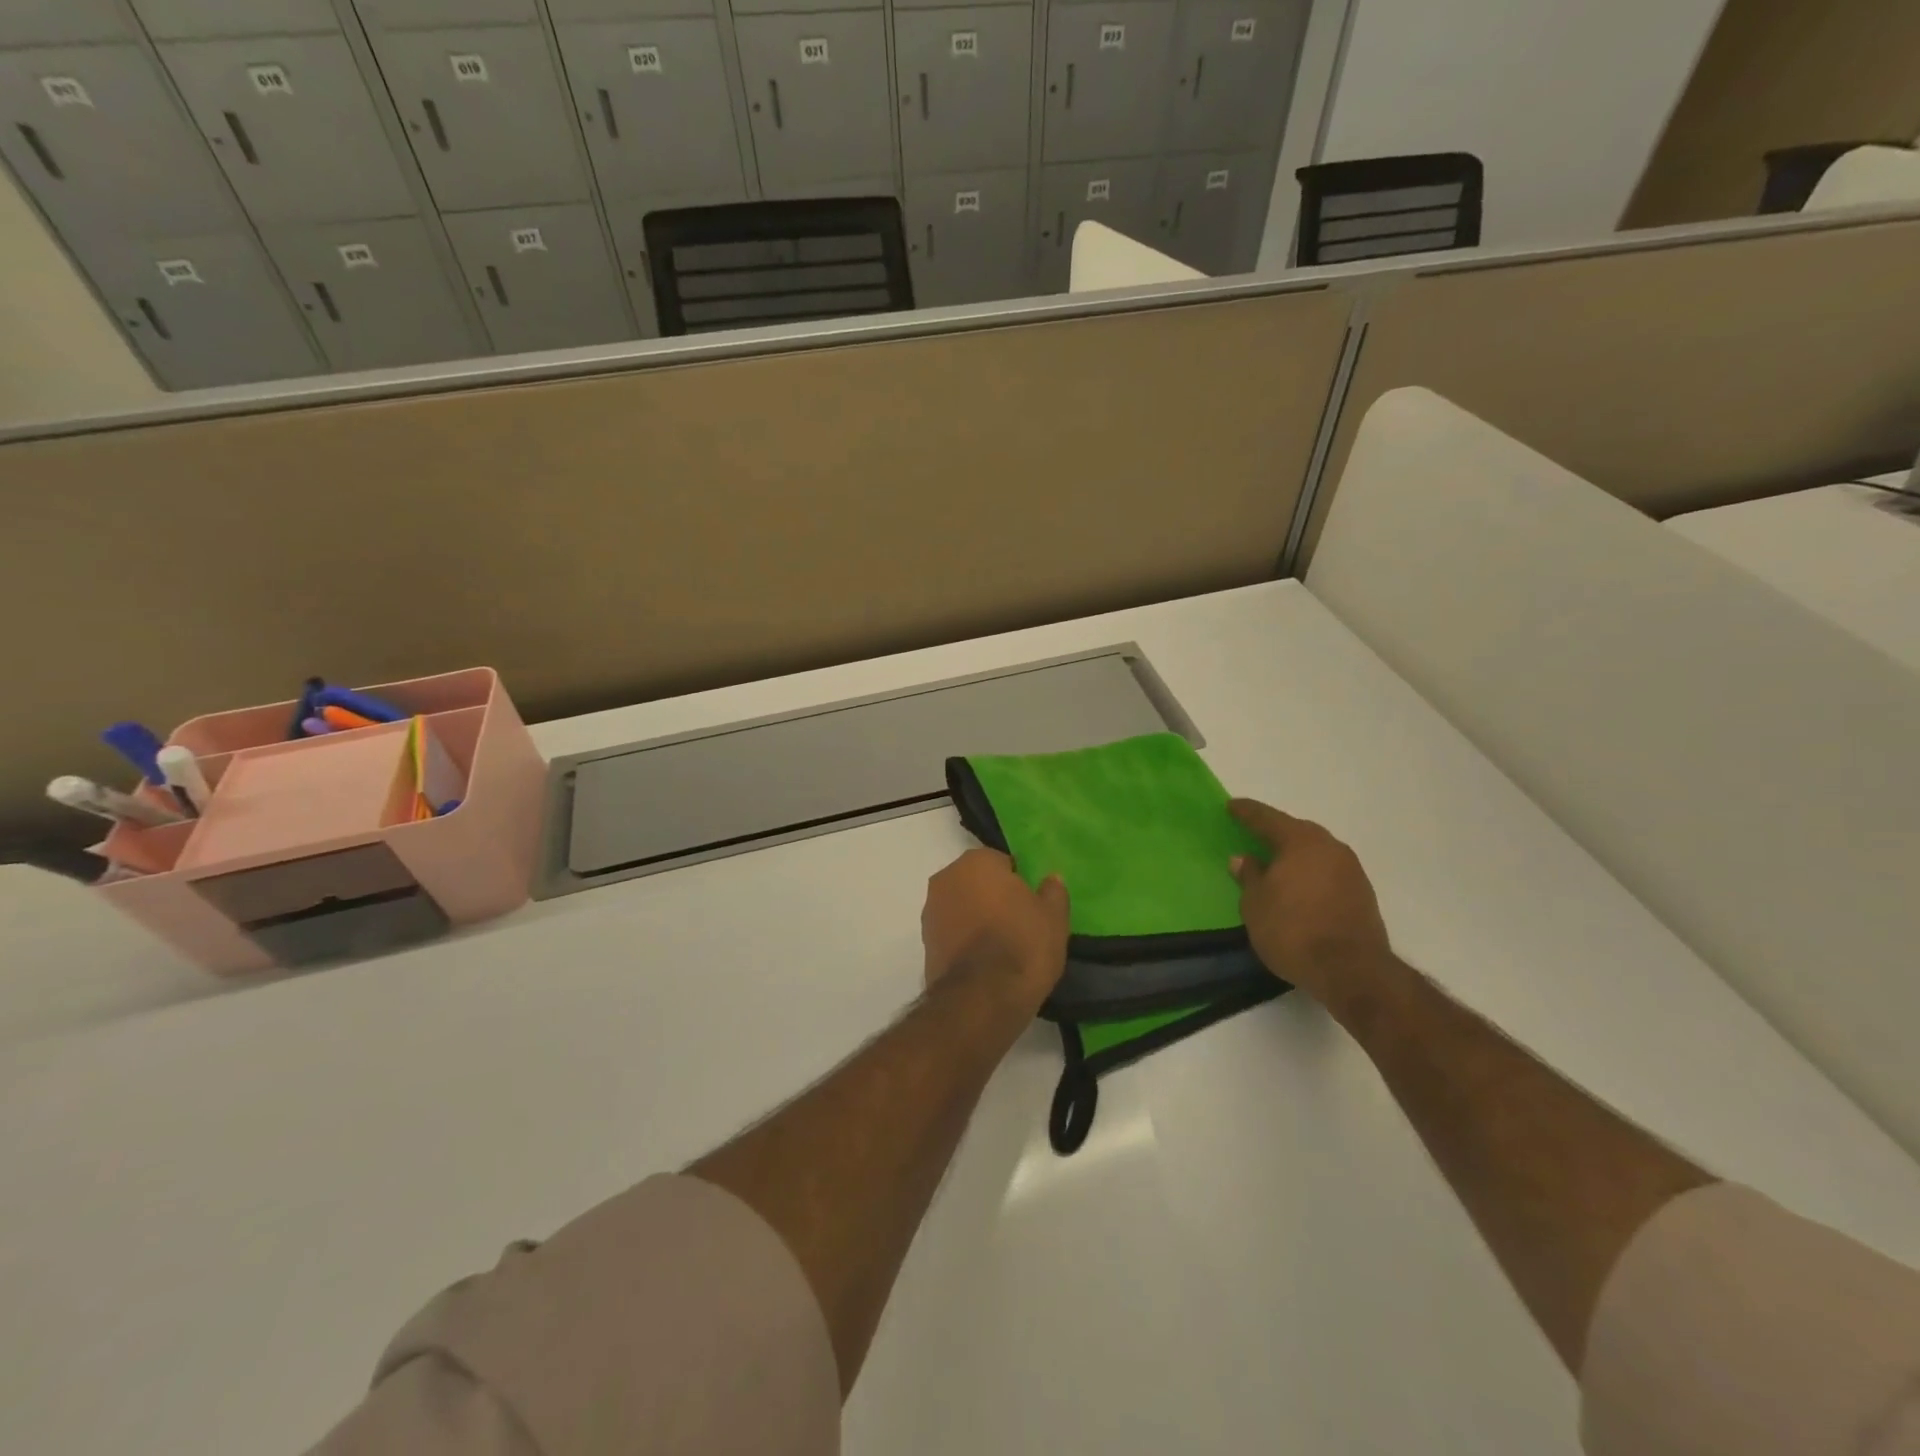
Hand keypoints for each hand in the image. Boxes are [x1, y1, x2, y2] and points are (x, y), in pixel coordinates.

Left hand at [922, 849, 1069, 1014]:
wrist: (982, 999)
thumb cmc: (1022, 945)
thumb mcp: (1054, 918)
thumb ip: (1053, 892)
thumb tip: (1051, 879)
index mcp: (976, 862)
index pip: (1001, 862)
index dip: (1018, 882)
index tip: (1030, 905)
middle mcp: (946, 878)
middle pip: (976, 882)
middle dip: (992, 897)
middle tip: (1017, 923)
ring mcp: (930, 911)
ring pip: (961, 906)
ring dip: (975, 918)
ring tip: (1000, 947)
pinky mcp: (924, 943)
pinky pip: (951, 932)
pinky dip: (963, 940)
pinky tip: (982, 962)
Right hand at [1229, 799, 1399, 1022]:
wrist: (1352, 970)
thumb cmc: (1293, 930)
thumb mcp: (1255, 904)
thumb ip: (1249, 876)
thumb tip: (1244, 859)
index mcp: (1300, 841)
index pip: (1267, 818)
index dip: (1247, 812)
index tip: (1231, 806)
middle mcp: (1330, 847)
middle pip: (1297, 831)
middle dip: (1275, 832)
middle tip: (1254, 834)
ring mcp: (1351, 870)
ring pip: (1316, 852)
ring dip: (1296, 854)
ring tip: (1276, 863)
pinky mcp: (1363, 894)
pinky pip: (1328, 872)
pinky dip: (1311, 874)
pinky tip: (1299, 887)